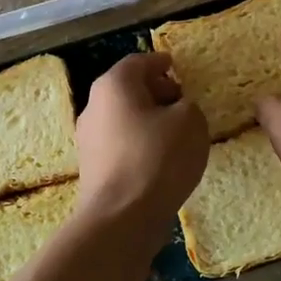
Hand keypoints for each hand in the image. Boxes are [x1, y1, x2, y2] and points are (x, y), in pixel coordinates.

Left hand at [74, 52, 208, 234]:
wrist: (121, 218)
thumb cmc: (157, 158)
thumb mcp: (191, 121)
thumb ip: (188, 106)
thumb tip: (178, 111)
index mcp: (114, 85)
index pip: (138, 62)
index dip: (160, 62)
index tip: (176, 66)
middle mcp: (94, 107)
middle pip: (127, 89)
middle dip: (155, 91)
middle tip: (181, 100)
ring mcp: (89, 140)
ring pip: (123, 118)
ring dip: (148, 120)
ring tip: (177, 133)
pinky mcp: (92, 169)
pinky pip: (120, 145)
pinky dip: (140, 144)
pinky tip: (161, 160)